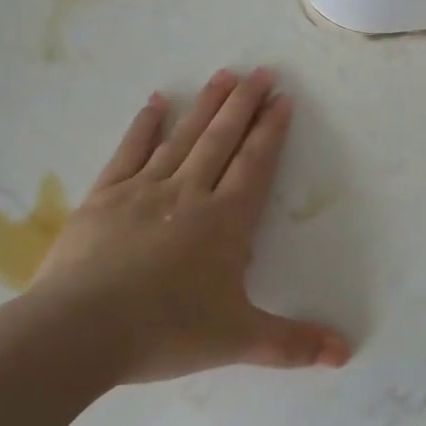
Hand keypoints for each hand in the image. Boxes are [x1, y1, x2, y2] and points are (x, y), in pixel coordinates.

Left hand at [25, 67, 350, 386]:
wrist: (79, 332)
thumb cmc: (165, 331)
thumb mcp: (237, 340)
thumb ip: (292, 344)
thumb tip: (346, 354)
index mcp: (225, 220)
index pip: (255, 163)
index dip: (271, 130)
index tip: (282, 98)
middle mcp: (190, 193)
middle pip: (223, 138)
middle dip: (244, 103)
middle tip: (261, 71)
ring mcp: (145, 190)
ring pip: (183, 137)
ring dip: (206, 104)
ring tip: (223, 74)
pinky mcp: (105, 196)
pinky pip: (130, 151)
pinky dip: (145, 125)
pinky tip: (156, 102)